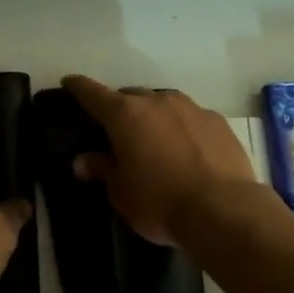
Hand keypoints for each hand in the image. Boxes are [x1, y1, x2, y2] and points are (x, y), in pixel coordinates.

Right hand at [62, 76, 258, 245]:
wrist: (223, 210)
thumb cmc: (160, 203)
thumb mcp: (122, 193)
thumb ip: (103, 170)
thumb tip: (83, 160)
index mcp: (125, 115)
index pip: (93, 93)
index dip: (78, 87)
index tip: (69, 82)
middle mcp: (157, 101)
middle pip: (130, 97)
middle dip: (121, 109)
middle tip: (117, 131)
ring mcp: (191, 107)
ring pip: (163, 104)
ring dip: (154, 117)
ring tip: (154, 141)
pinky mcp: (217, 121)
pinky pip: (190, 118)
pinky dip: (182, 128)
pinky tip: (187, 150)